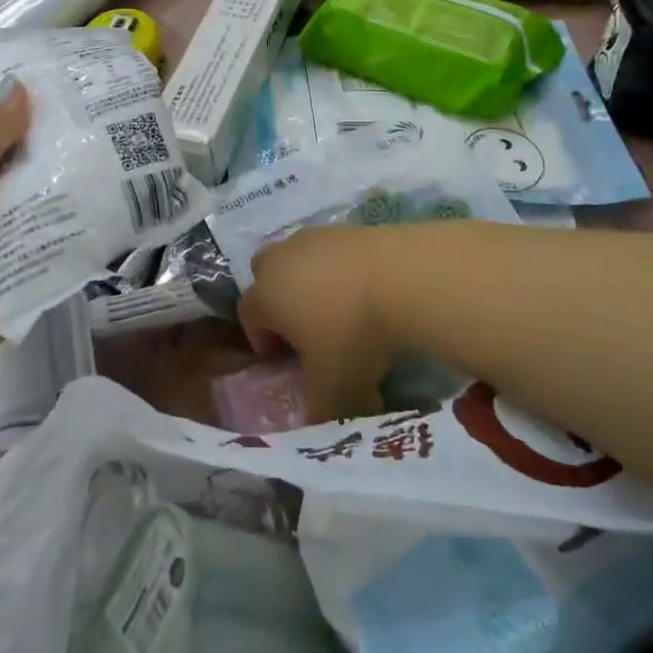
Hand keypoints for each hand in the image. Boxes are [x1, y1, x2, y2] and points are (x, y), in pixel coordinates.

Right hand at [238, 225, 397, 420]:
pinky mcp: (348, 226)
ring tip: (343, 310)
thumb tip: (316, 425)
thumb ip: (318, 410)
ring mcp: (315, 237)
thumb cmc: (353, 335)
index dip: (263, 340)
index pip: (249, 316)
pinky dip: (342, 269)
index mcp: (266, 295)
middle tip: (307, 329)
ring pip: (300, 259)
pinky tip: (369, 291)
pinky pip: (333, 251)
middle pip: (266, 276)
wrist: (403, 276)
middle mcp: (281, 259)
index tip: (287, 362)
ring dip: (311, 282)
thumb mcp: (334, 387)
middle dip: (279, 301)